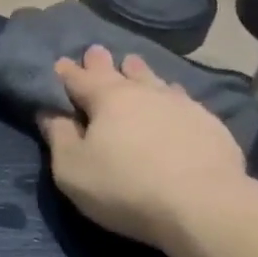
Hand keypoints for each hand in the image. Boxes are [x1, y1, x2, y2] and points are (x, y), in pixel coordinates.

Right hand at [40, 45, 249, 248]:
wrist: (203, 204)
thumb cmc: (125, 186)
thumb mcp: (73, 169)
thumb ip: (58, 137)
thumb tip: (48, 112)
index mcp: (106, 99)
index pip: (79, 79)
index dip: (67, 72)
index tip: (60, 63)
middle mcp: (142, 92)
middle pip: (118, 71)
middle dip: (102, 62)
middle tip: (95, 51)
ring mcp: (180, 104)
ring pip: (153, 79)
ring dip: (139, 72)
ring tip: (133, 63)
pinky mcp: (209, 123)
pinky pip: (182, 99)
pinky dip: (171, 94)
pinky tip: (174, 96)